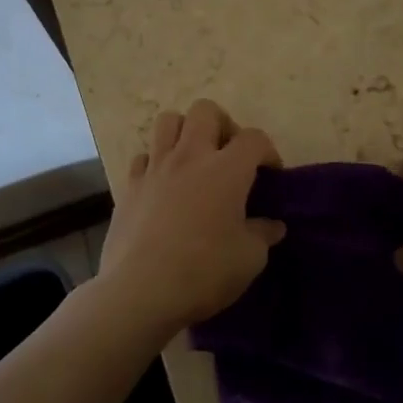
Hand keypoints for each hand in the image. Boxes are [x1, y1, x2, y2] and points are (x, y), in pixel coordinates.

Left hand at [95, 99, 285, 337]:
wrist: (141, 291)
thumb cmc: (204, 272)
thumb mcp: (249, 259)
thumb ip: (263, 235)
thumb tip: (272, 225)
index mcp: (226, 169)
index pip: (254, 138)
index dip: (267, 151)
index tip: (270, 174)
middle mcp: (190, 156)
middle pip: (205, 110)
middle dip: (223, 124)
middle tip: (229, 155)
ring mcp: (155, 168)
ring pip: (168, 121)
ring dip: (185, 132)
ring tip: (194, 159)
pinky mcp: (129, 186)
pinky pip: (143, 156)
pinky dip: (155, 163)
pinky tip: (163, 185)